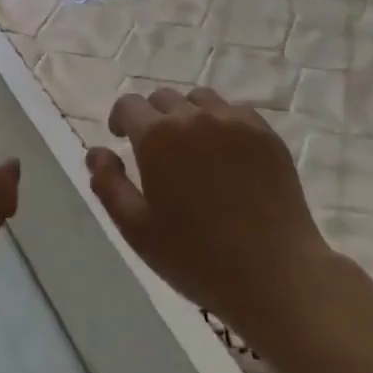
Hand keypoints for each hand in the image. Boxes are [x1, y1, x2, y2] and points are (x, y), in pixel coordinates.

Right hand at [86, 87, 328, 342]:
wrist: (275, 274)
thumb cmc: (197, 257)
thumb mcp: (136, 229)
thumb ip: (108, 184)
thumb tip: (97, 152)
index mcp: (156, 136)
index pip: (129, 105)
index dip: (120, 119)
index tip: (121, 139)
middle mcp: (193, 117)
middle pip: (163, 98)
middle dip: (153, 117)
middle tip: (158, 151)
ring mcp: (234, 122)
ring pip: (200, 100)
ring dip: (188, 115)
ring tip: (193, 147)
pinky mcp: (266, 134)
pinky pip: (235, 112)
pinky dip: (223, 123)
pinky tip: (227, 154)